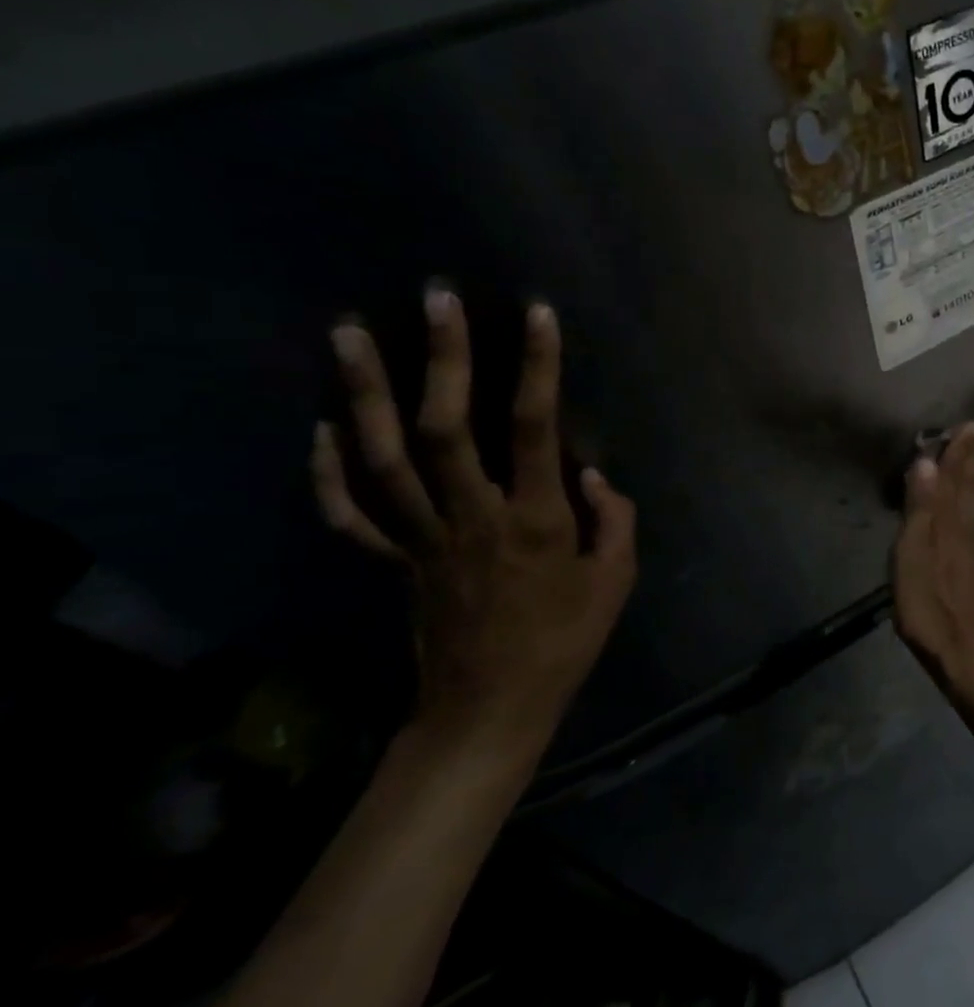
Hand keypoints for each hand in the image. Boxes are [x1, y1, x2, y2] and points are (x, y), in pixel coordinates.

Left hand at [311, 288, 636, 767]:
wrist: (491, 707)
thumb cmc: (564, 641)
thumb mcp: (615, 582)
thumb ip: (612, 520)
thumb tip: (590, 472)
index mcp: (535, 521)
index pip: (536, 429)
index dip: (538, 368)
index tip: (537, 315)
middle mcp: (472, 517)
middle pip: (445, 429)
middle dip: (443, 359)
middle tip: (436, 299)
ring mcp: (421, 538)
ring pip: (384, 458)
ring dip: (363, 393)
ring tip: (348, 333)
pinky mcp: (394, 560)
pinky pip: (350, 513)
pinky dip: (329, 470)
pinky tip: (324, 428)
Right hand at [892, 424, 973, 686]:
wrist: (959, 652)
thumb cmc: (929, 606)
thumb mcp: (913, 557)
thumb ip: (920, 510)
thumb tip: (924, 463)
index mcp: (947, 525)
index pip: (951, 479)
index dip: (958, 452)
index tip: (970, 424)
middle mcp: (961, 530)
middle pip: (967, 487)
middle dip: (971, 459)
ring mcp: (966, 550)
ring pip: (970, 502)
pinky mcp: (965, 568)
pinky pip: (968, 519)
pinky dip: (968, 501)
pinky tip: (964, 507)